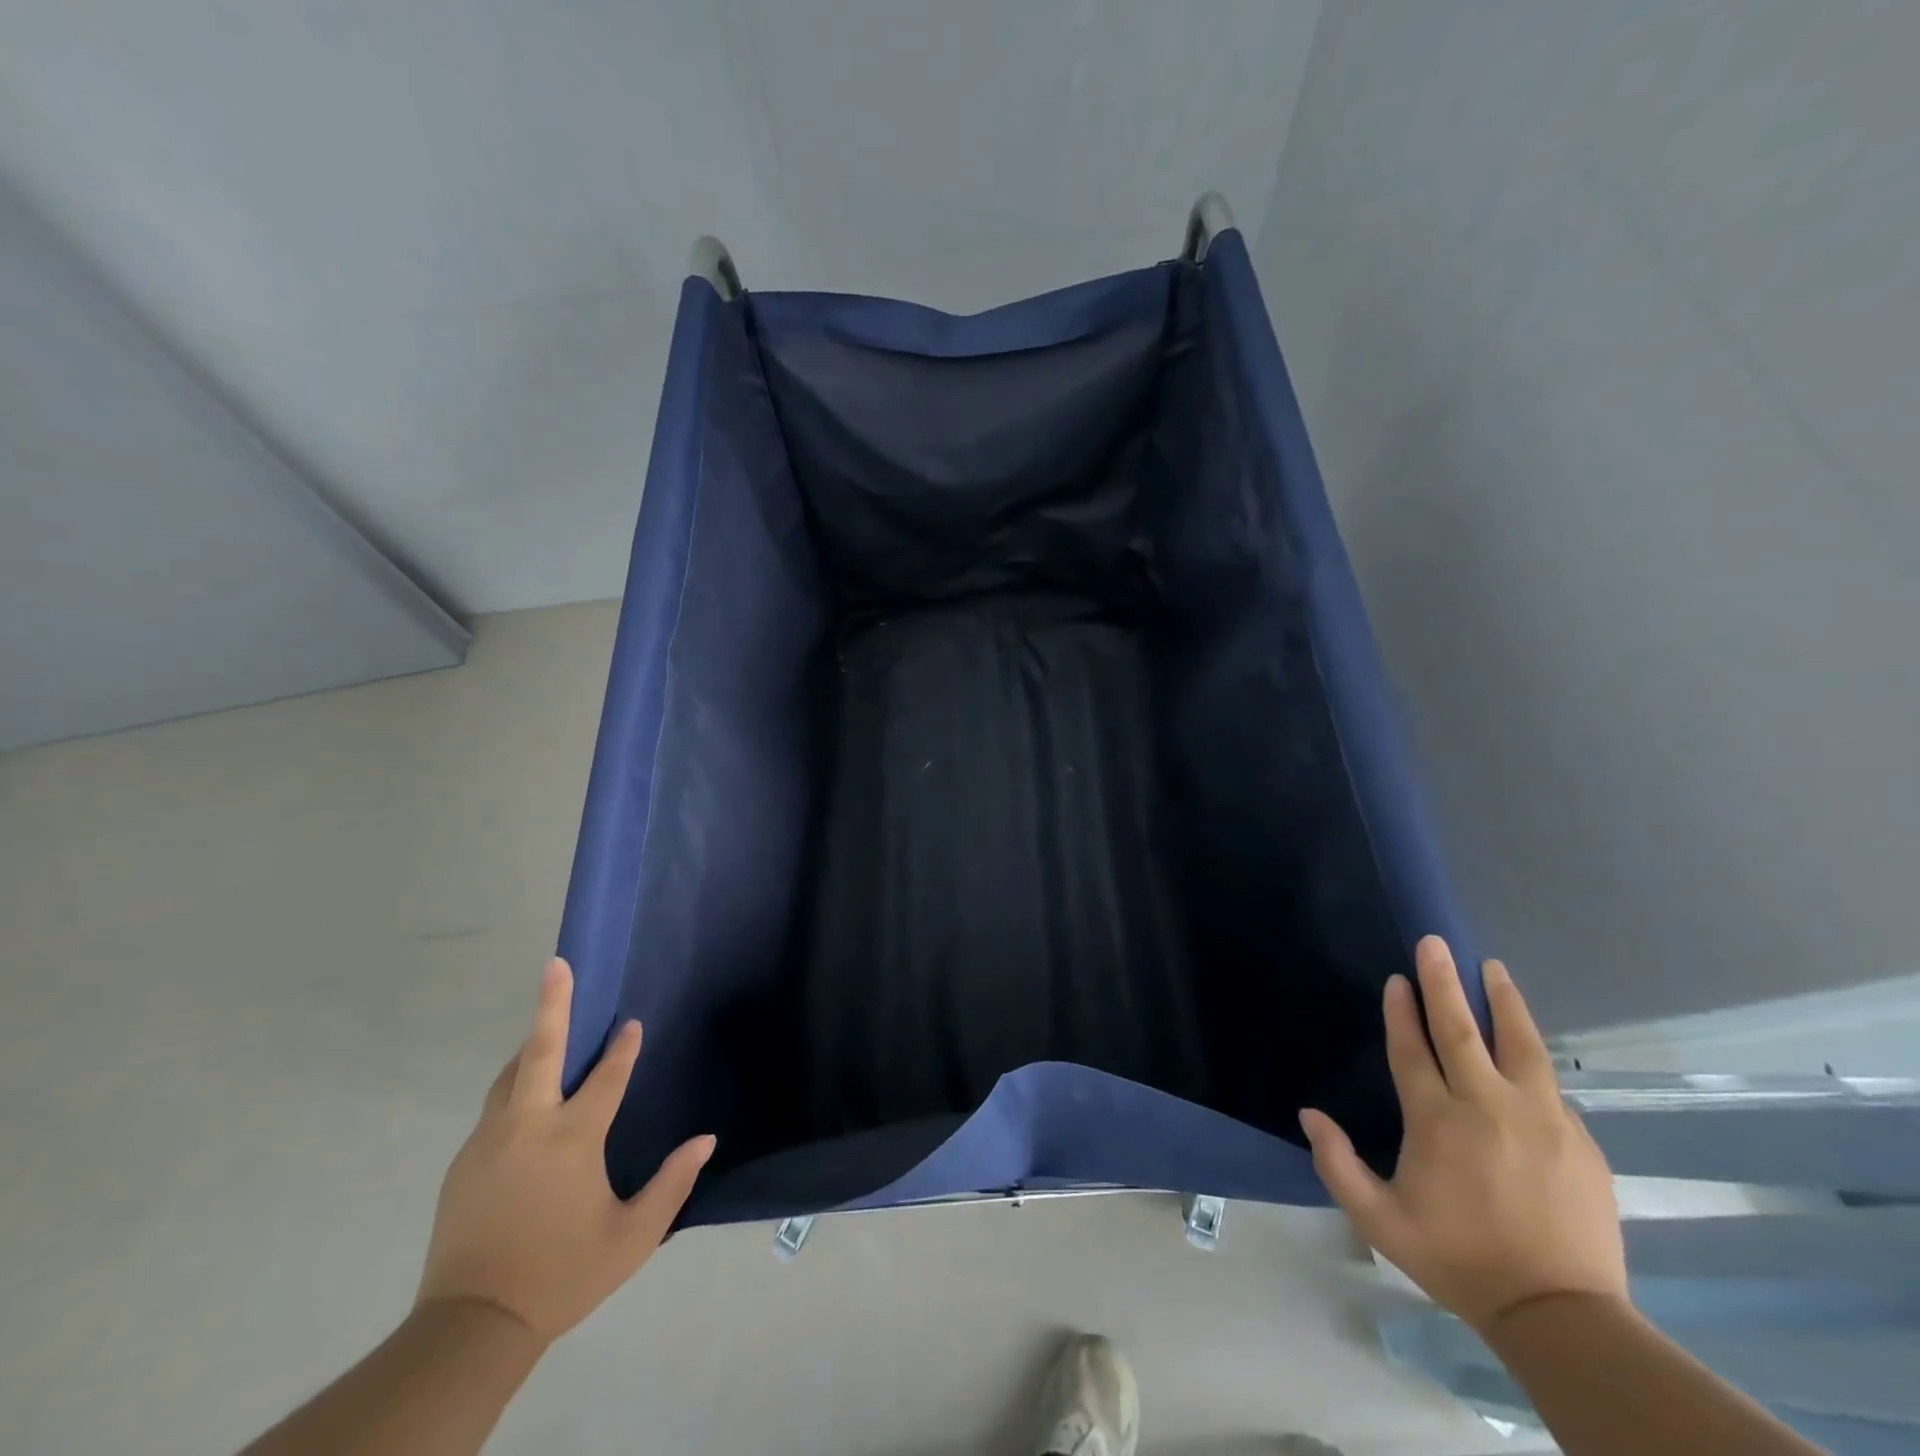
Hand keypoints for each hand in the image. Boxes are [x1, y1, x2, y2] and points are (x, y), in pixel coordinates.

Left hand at [416, 958, 715, 1347]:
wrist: (469, 1329)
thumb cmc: (563, 1274)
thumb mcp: (633, 1237)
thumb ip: (672, 1183)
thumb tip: (706, 1139)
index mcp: (571, 1139)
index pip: (606, 1077)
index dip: (623, 1048)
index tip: (633, 1024)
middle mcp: (527, 1127)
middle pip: (541, 1051)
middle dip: (552, 1003)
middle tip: (557, 963)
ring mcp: (489, 1141)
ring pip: (512, 1076)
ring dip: (534, 1045)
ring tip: (552, 1024)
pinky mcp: (465, 1162)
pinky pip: (497, 1106)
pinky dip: (518, 1084)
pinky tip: (530, 1095)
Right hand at [1300, 937, 1625, 1336]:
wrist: (1561, 1316)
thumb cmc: (1459, 1260)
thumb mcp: (1380, 1222)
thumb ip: (1338, 1164)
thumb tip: (1309, 1114)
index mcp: (1437, 1121)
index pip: (1413, 1049)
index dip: (1401, 1011)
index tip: (1397, 979)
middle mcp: (1488, 1106)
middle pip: (1461, 1029)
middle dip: (1444, 982)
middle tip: (1436, 943)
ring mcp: (1541, 1119)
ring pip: (1519, 1043)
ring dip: (1502, 1001)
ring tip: (1493, 969)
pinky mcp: (1579, 1139)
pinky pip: (1548, 1085)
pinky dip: (1530, 1057)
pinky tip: (1524, 1050)